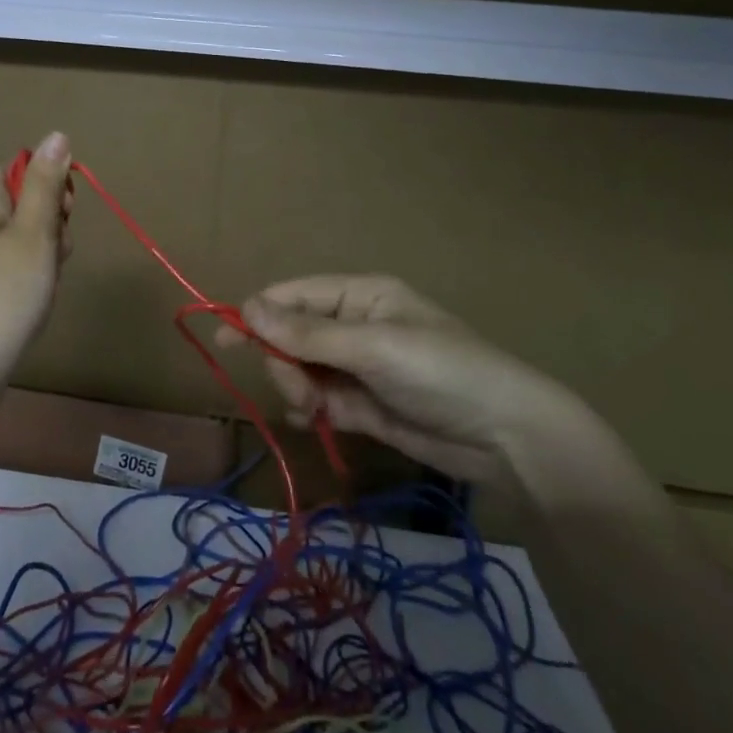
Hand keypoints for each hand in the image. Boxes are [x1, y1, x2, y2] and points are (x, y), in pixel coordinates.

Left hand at [0, 132, 73, 394]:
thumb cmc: (6, 294)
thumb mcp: (35, 233)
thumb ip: (46, 184)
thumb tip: (56, 135)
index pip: (17, 171)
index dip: (47, 189)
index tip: (64, 217)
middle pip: (17, 203)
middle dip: (47, 224)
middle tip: (56, 255)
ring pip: (14, 236)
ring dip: (40, 252)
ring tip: (45, 282)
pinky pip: (1, 263)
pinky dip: (22, 274)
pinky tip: (30, 299)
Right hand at [217, 274, 606, 502]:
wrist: (506, 438)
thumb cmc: (442, 372)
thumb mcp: (373, 348)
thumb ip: (307, 334)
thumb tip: (246, 308)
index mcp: (360, 295)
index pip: (295, 296)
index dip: (259, 313)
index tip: (225, 338)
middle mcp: (354, 326)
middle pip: (292, 336)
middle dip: (285, 361)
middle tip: (298, 389)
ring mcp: (358, 367)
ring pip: (301, 370)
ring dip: (297, 388)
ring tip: (316, 410)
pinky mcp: (364, 406)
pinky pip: (319, 400)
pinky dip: (310, 410)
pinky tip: (315, 421)